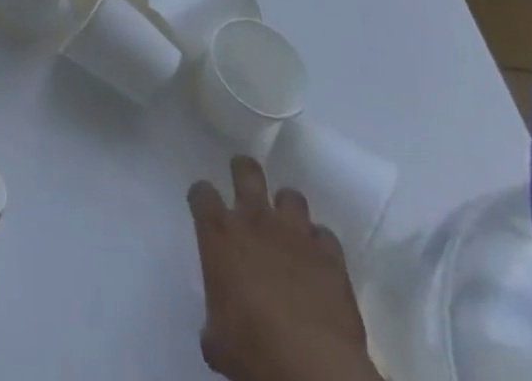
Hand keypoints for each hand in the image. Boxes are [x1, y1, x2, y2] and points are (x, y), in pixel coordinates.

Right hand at [188, 156, 380, 380]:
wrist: (312, 368)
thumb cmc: (252, 350)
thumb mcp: (217, 340)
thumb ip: (214, 316)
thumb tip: (220, 326)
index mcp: (218, 233)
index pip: (201, 193)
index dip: (201, 197)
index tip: (204, 207)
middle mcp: (254, 220)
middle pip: (246, 170)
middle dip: (243, 170)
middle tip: (244, 182)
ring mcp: (295, 233)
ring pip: (291, 196)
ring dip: (287, 210)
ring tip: (288, 231)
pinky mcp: (330, 255)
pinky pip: (325, 236)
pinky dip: (320, 245)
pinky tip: (318, 263)